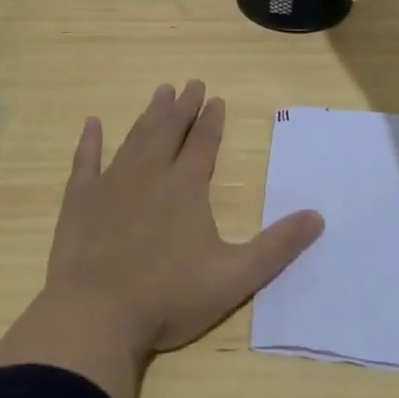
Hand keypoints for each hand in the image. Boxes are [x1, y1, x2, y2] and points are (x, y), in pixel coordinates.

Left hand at [44, 82, 323, 354]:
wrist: (96, 314)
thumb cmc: (168, 297)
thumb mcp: (234, 277)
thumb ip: (276, 247)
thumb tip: (318, 217)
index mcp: (186, 187)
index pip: (203, 143)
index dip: (211, 120)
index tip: (216, 98)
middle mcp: (150, 174)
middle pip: (170, 130)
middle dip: (183, 106)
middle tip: (190, 83)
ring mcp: (111, 183)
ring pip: (135, 138)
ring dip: (149, 115)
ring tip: (160, 92)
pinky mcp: (80, 200)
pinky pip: (86, 161)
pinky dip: (89, 141)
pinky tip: (92, 124)